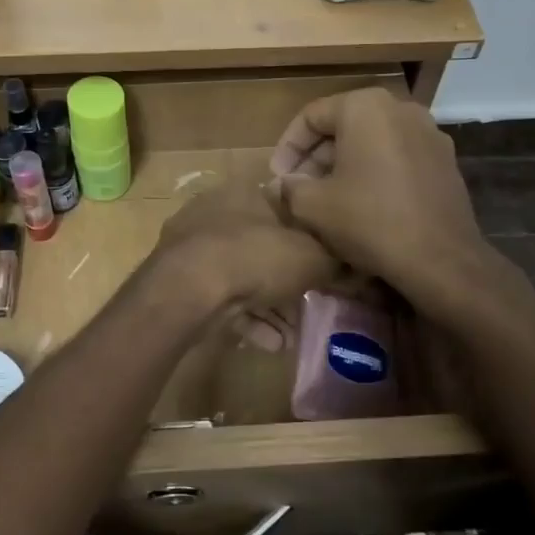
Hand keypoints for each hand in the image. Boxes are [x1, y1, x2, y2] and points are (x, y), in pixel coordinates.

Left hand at [154, 183, 338, 350]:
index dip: (310, 240)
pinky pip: (221, 297)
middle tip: (309, 306)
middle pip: (263, 246)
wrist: (190, 288)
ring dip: (268, 306)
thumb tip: (355, 269)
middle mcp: (216, 211)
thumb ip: (336, 262)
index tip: (326, 267)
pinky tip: (268, 343)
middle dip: (288, 280)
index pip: (287, 209)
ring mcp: (193, 246)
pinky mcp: (179, 279)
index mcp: (247, 191)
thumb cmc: (256, 256)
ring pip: (241, 275)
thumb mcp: (313, 257)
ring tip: (290, 335)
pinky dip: (245, 317)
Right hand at [269, 88, 507, 312]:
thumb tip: (278, 185)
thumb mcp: (313, 206)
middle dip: (315, 158)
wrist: (440, 259)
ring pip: (371, 142)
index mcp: (365, 106)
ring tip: (327, 199)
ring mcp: (430, 134)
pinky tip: (363, 205)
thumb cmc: (369, 221)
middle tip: (298, 189)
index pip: (311, 117)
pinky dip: (374, 173)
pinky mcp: (445, 162)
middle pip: (343, 126)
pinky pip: (397, 158)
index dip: (287, 148)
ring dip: (344, 166)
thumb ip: (288, 188)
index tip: (277, 179)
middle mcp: (401, 108)